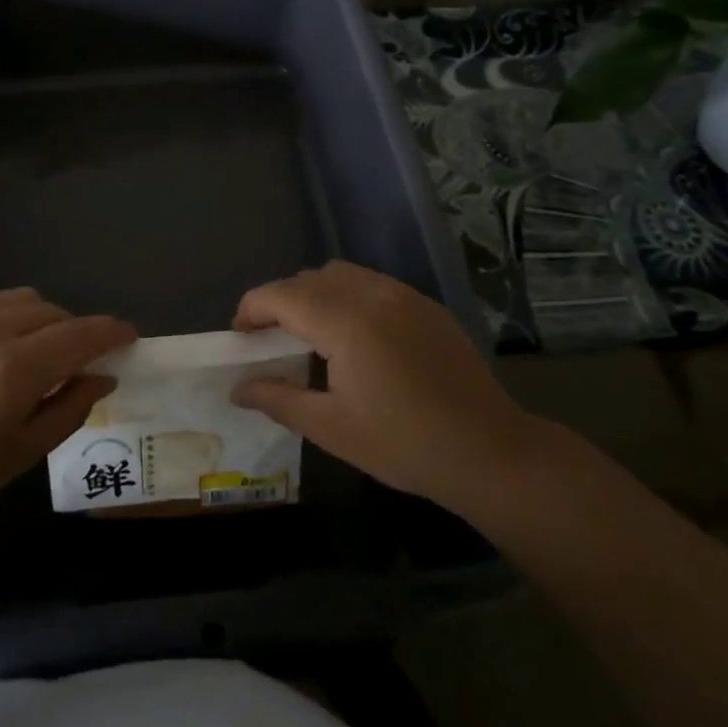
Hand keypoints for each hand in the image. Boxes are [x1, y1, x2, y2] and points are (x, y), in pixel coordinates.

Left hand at [0, 287, 133, 535]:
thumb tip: (103, 377)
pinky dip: (3, 311)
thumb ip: (69, 408)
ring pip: (22, 298)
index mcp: (14, 371)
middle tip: (73, 363)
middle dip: (74, 333)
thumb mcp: (19, 454)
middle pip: (54, 312)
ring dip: (40, 320)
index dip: (112, 333)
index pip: (82, 335)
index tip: (129, 337)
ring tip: (30, 351)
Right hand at [231, 261, 535, 513]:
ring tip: (310, 335)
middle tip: (270, 340)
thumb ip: (278, 399)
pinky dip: (348, 296)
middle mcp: (372, 294)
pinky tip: (355, 337)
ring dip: (314, 294)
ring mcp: (403, 296)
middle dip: (280, 301)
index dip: (252, 309)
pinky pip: (372, 284)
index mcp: (345, 322)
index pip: (281, 295)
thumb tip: (237, 388)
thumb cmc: (404, 444)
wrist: (490, 452)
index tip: (240, 336)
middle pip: (309, 279)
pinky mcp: (425, 306)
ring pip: (342, 274)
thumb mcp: (332, 428)